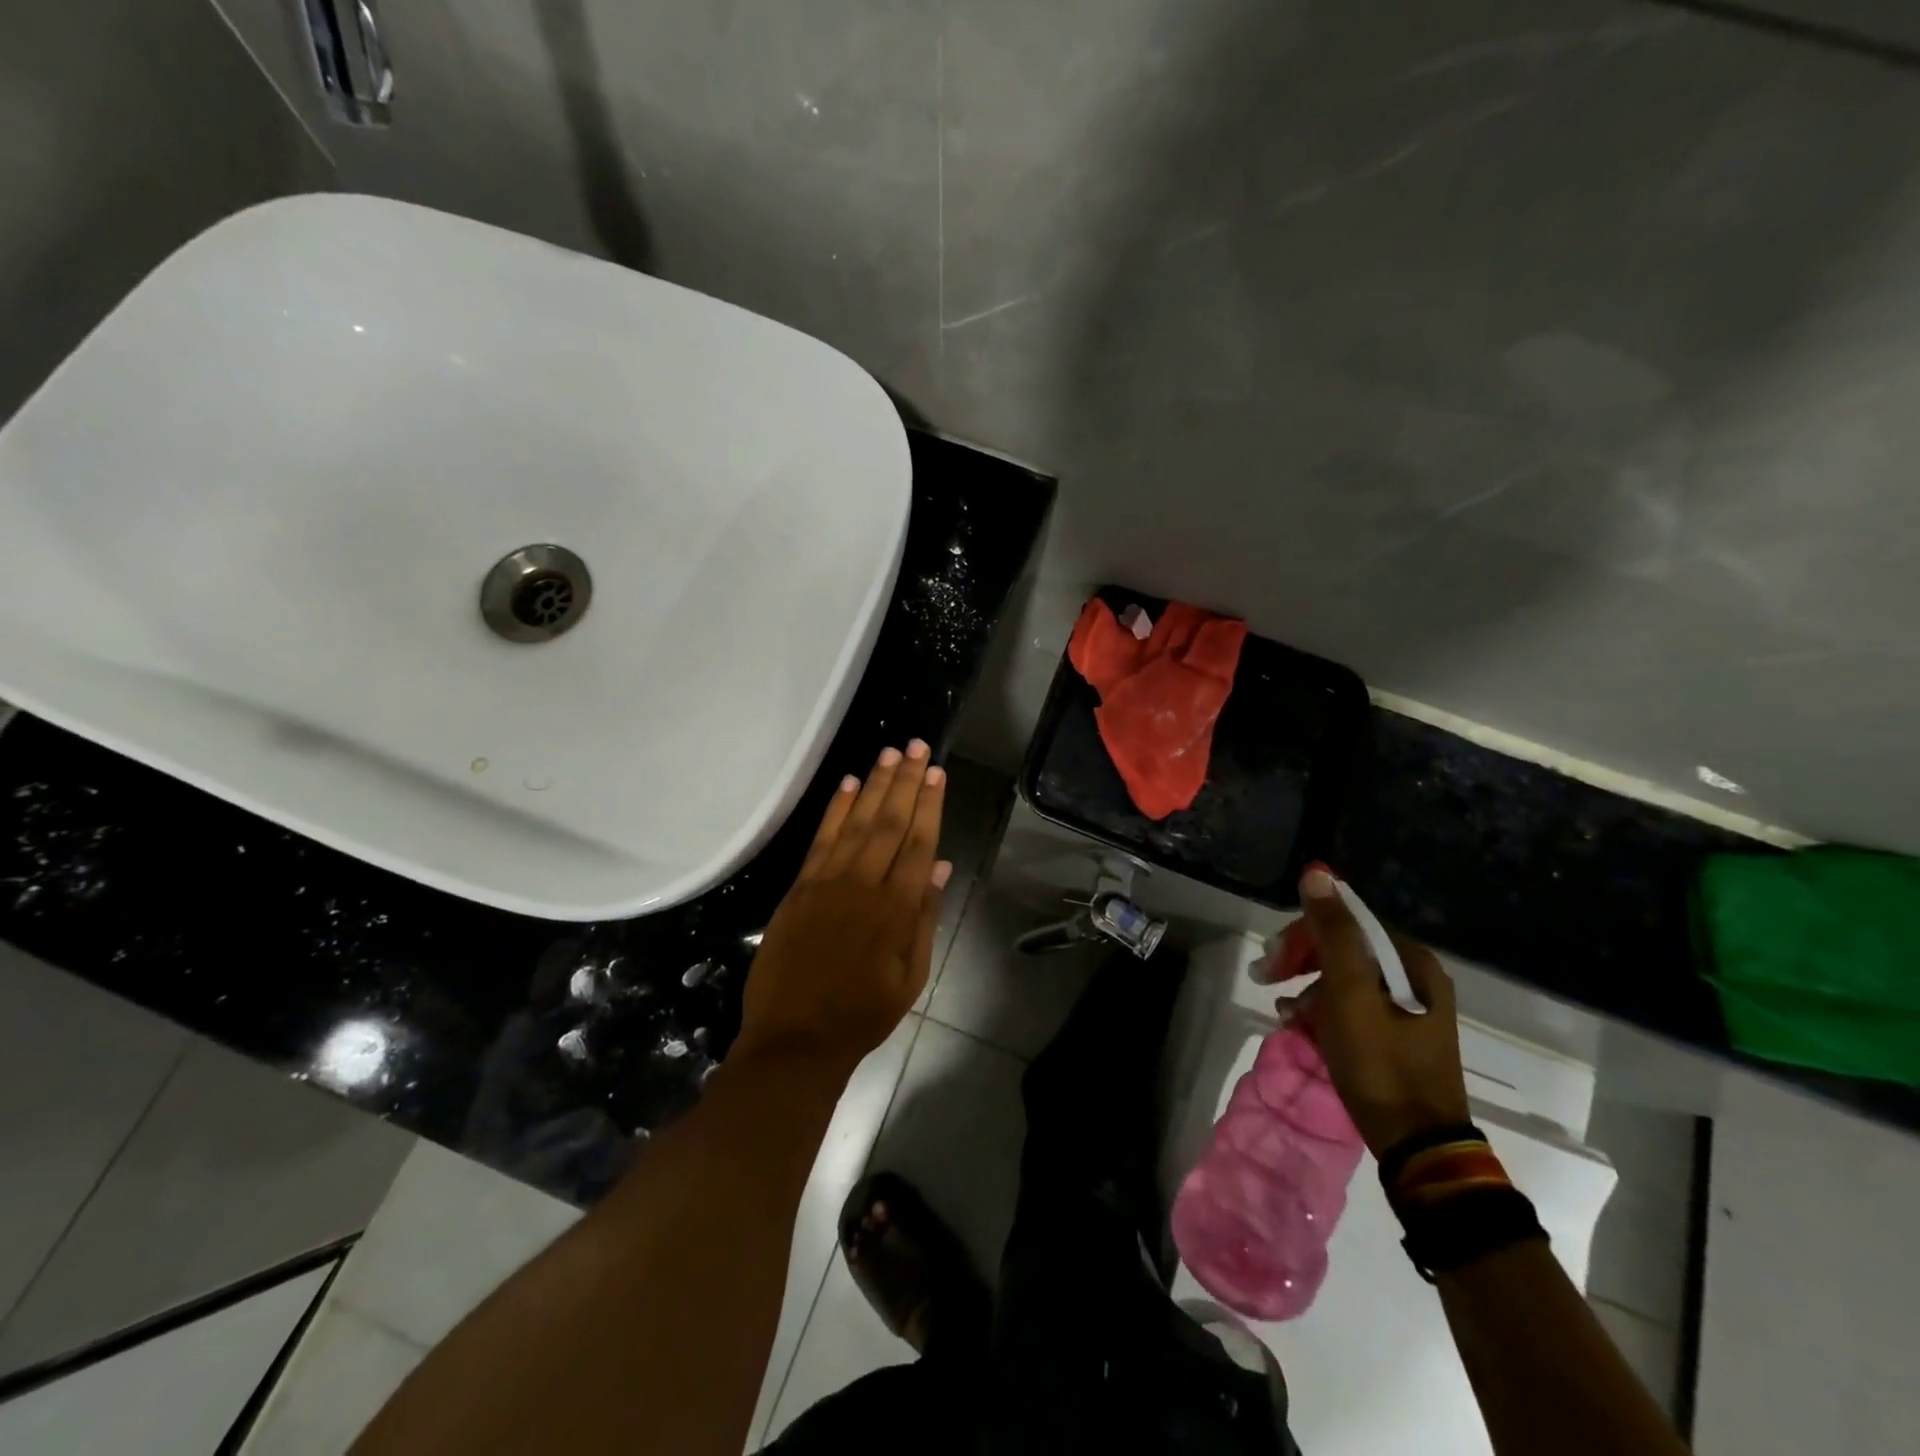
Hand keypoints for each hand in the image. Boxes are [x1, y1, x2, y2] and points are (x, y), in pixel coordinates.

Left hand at [733, 742, 950, 1076]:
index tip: (937, 773)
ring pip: (856, 823)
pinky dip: (835, 809)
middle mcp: (863, 886)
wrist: (795, 1040)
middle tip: (917, 746)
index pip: (918, 844)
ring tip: (890, 752)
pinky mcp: (798, 888)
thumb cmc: (861, 1014)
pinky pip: (820, 840)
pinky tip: (849, 784)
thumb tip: (939, 867)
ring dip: (875, 785)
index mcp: (896, 910)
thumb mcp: (910, 978)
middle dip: (905, 782)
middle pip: (889, 824)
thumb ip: (924, 918)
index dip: (929, 806)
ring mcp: (826, 883)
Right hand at [1288, 866, 1469, 1156]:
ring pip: (1342, 979)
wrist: (1418, 1146)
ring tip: (1285, 1013)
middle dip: (1301, 961)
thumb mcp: (1349, 993)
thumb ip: (1332, 932)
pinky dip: (1322, 1012)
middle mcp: (1414, 978)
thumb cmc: (1381, 1064)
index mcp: (1410, 962)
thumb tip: (1317, 873)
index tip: (1272, 960)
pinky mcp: (1396, 1037)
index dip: (1303, 933)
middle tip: (1266, 979)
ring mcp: (1407, 1010)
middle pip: (1344, 949)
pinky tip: (1300, 1027)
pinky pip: (1350, 1008)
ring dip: (1307, 989)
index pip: (1347, 922)